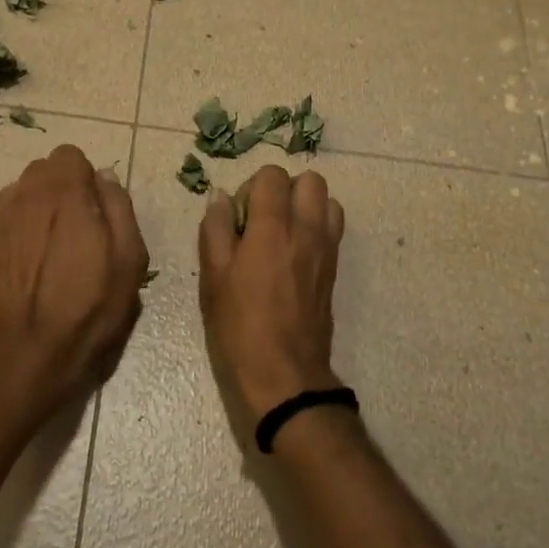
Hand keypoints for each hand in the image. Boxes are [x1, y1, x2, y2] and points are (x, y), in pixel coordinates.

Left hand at [0, 145, 148, 420]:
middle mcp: (24, 197)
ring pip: (23, 195)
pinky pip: (8, 223)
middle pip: (44, 171)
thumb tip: (104, 179)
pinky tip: (35, 268)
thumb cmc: (88, 309)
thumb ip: (119, 208)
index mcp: (62, 193)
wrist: (26, 357)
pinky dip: (24, 232)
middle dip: (63, 189)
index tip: (98, 210)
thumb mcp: (129, 260)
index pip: (69, 155)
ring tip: (57, 249)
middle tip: (82, 228)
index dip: (87, 179)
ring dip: (41, 208)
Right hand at [198, 165, 345, 429]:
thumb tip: (221, 197)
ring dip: (306, 206)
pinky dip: (317, 226)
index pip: (273, 175)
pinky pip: (334, 228)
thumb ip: (216, 229)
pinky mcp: (335, 269)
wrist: (284, 373)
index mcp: (272, 227)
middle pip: (311, 180)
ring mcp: (327, 249)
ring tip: (283, 232)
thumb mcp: (213, 277)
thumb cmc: (239, 326)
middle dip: (286, 189)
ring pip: (329, 201)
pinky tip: (294, 253)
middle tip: (264, 218)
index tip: (241, 215)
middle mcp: (306, 230)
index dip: (253, 186)